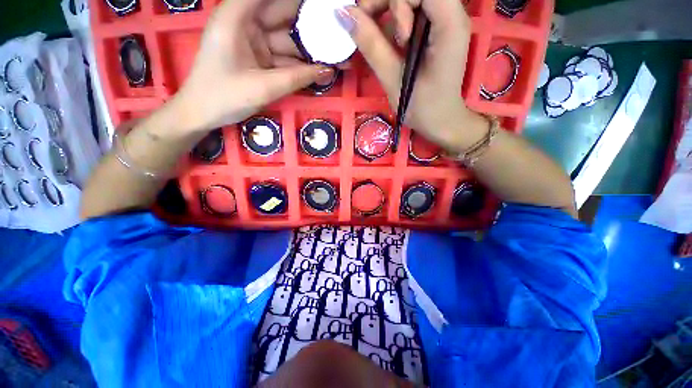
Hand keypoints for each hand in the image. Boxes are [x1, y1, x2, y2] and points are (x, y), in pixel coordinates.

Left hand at [171, 0, 332, 132]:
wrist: (203, 114)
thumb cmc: (223, 97)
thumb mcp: (262, 87)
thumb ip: (296, 78)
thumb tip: (328, 71)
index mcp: (237, 17)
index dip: (300, 2)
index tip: (324, 6)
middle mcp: (247, 23)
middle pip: (284, 14)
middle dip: (312, 23)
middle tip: (337, 28)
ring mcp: (255, 42)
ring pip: (289, 40)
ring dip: (311, 49)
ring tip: (337, 54)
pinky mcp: (261, 59)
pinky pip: (285, 58)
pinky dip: (302, 65)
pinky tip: (322, 69)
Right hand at [337, 0, 484, 150]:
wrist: (440, 120)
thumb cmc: (421, 107)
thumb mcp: (393, 79)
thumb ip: (371, 45)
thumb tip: (345, 14)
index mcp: (449, 24)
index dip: (396, 1)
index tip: (394, 36)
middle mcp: (451, 13)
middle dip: (387, 2)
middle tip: (369, 27)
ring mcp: (443, 20)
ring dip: (387, 11)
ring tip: (381, 41)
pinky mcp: (434, 29)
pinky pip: (410, 12)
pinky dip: (392, 23)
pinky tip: (389, 44)